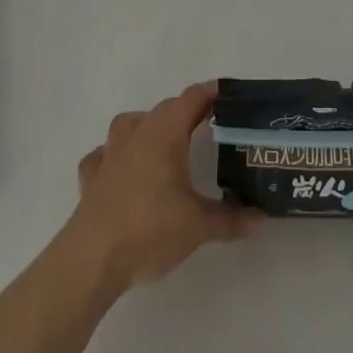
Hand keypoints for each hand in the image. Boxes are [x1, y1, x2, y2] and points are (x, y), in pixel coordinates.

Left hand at [62, 81, 260, 294]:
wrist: (92, 259)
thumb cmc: (150, 229)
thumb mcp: (199, 226)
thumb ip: (232, 219)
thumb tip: (261, 218)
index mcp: (165, 133)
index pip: (192, 99)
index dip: (211, 93)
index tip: (230, 95)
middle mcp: (137, 134)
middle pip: (164, 109)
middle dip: (186, 112)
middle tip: (209, 126)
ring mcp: (110, 154)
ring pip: (129, 124)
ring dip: (148, 126)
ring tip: (164, 143)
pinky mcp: (92, 178)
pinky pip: (103, 155)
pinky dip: (115, 156)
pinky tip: (122, 170)